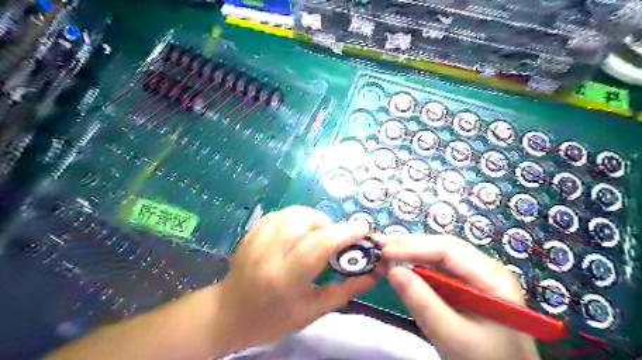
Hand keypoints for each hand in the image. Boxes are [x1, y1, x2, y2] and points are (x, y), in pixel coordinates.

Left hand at [216, 207, 376, 352]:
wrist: (229, 313)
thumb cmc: (273, 318)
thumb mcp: (312, 311)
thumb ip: (345, 290)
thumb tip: (374, 273)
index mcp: (285, 278)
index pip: (319, 244)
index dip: (345, 232)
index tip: (362, 229)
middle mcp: (269, 253)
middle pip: (305, 220)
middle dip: (328, 224)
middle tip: (334, 238)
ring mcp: (257, 239)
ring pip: (293, 212)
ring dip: (313, 218)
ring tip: (317, 234)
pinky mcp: (251, 231)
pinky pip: (280, 213)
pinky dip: (296, 217)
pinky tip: (298, 231)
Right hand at [380, 233, 540, 359]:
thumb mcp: (453, 337)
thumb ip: (423, 303)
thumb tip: (392, 270)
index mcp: (492, 276)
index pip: (448, 249)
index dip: (413, 246)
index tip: (384, 250)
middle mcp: (486, 268)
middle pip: (443, 247)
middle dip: (410, 246)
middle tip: (380, 247)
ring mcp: (477, 276)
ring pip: (439, 255)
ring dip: (412, 253)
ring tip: (387, 253)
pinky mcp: (466, 286)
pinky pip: (439, 269)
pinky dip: (418, 266)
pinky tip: (403, 267)